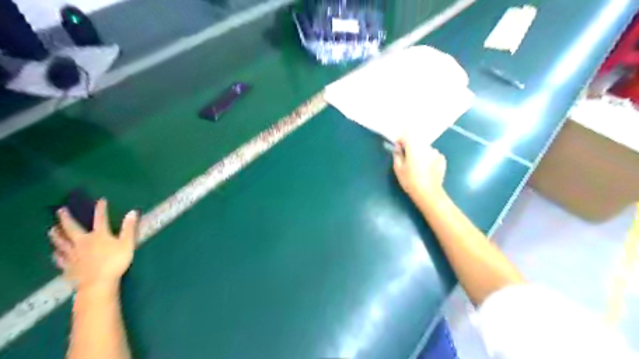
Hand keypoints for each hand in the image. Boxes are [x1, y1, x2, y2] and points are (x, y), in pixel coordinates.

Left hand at [50, 199, 139, 291]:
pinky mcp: (68, 266)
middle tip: (61, 210)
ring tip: (52, 229)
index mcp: (99, 235)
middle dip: (67, 218)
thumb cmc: (115, 261)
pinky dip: (57, 255)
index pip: (100, 218)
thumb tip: (133, 212)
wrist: (97, 283)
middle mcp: (83, 242)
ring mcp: (73, 254)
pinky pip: (60, 259)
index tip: (101, 200)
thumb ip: (129, 228)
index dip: (101, 209)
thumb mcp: (127, 243)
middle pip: (72, 228)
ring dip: (57, 235)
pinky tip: (54, 254)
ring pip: (62, 242)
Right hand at [393, 137, 444, 204]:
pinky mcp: (442, 159)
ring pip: (425, 148)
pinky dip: (429, 158)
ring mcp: (435, 152)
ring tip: (417, 165)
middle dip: (410, 147)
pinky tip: (426, 168)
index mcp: (414, 147)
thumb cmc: (409, 180)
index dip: (400, 140)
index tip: (398, 148)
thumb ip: (397, 154)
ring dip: (420, 153)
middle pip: (416, 141)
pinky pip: (433, 155)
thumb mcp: (398, 168)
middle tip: (406, 158)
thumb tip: (398, 148)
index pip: (406, 135)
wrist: (428, 192)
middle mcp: (426, 146)